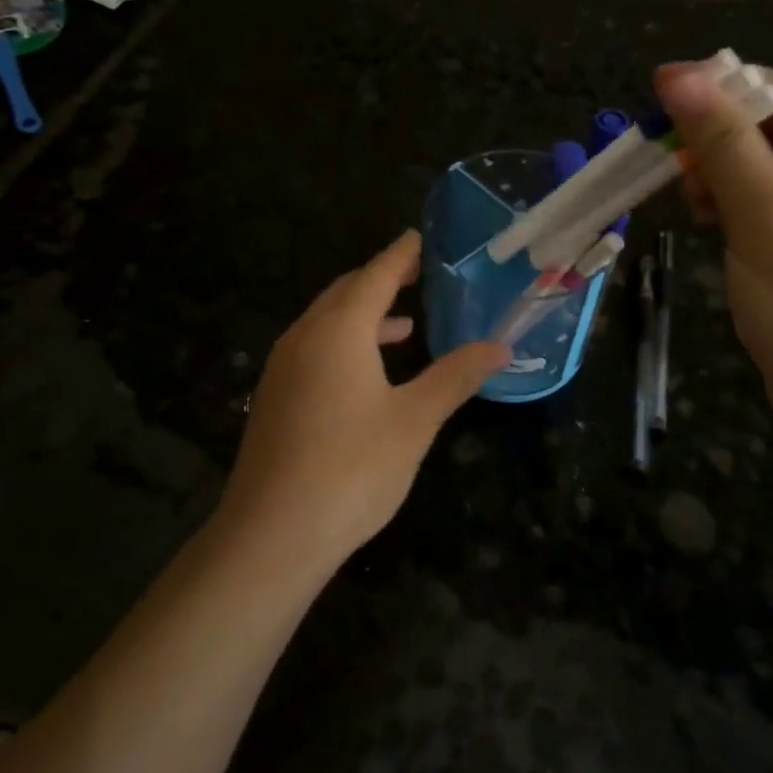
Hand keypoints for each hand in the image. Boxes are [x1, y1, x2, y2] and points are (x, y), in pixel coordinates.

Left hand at [215, 231, 509, 571]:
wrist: (272, 534)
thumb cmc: (352, 468)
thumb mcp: (415, 420)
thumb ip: (456, 376)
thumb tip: (500, 346)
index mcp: (339, 330)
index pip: (376, 276)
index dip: (400, 255)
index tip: (419, 237)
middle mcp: (305, 337)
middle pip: (346, 292)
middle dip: (381, 280)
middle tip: (417, 274)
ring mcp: (283, 367)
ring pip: (326, 322)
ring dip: (363, 315)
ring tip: (404, 324)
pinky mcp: (275, 397)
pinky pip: (314, 348)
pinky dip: (345, 343)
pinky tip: (366, 373)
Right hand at [655, 64, 772, 435]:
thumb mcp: (762, 213)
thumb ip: (721, 141)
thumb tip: (679, 76)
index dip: (725, 85)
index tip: (661, 86)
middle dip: (722, 137)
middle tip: (671, 156)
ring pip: (772, 166)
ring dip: (725, 171)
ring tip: (693, 200)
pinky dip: (738, 202)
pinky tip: (712, 219)